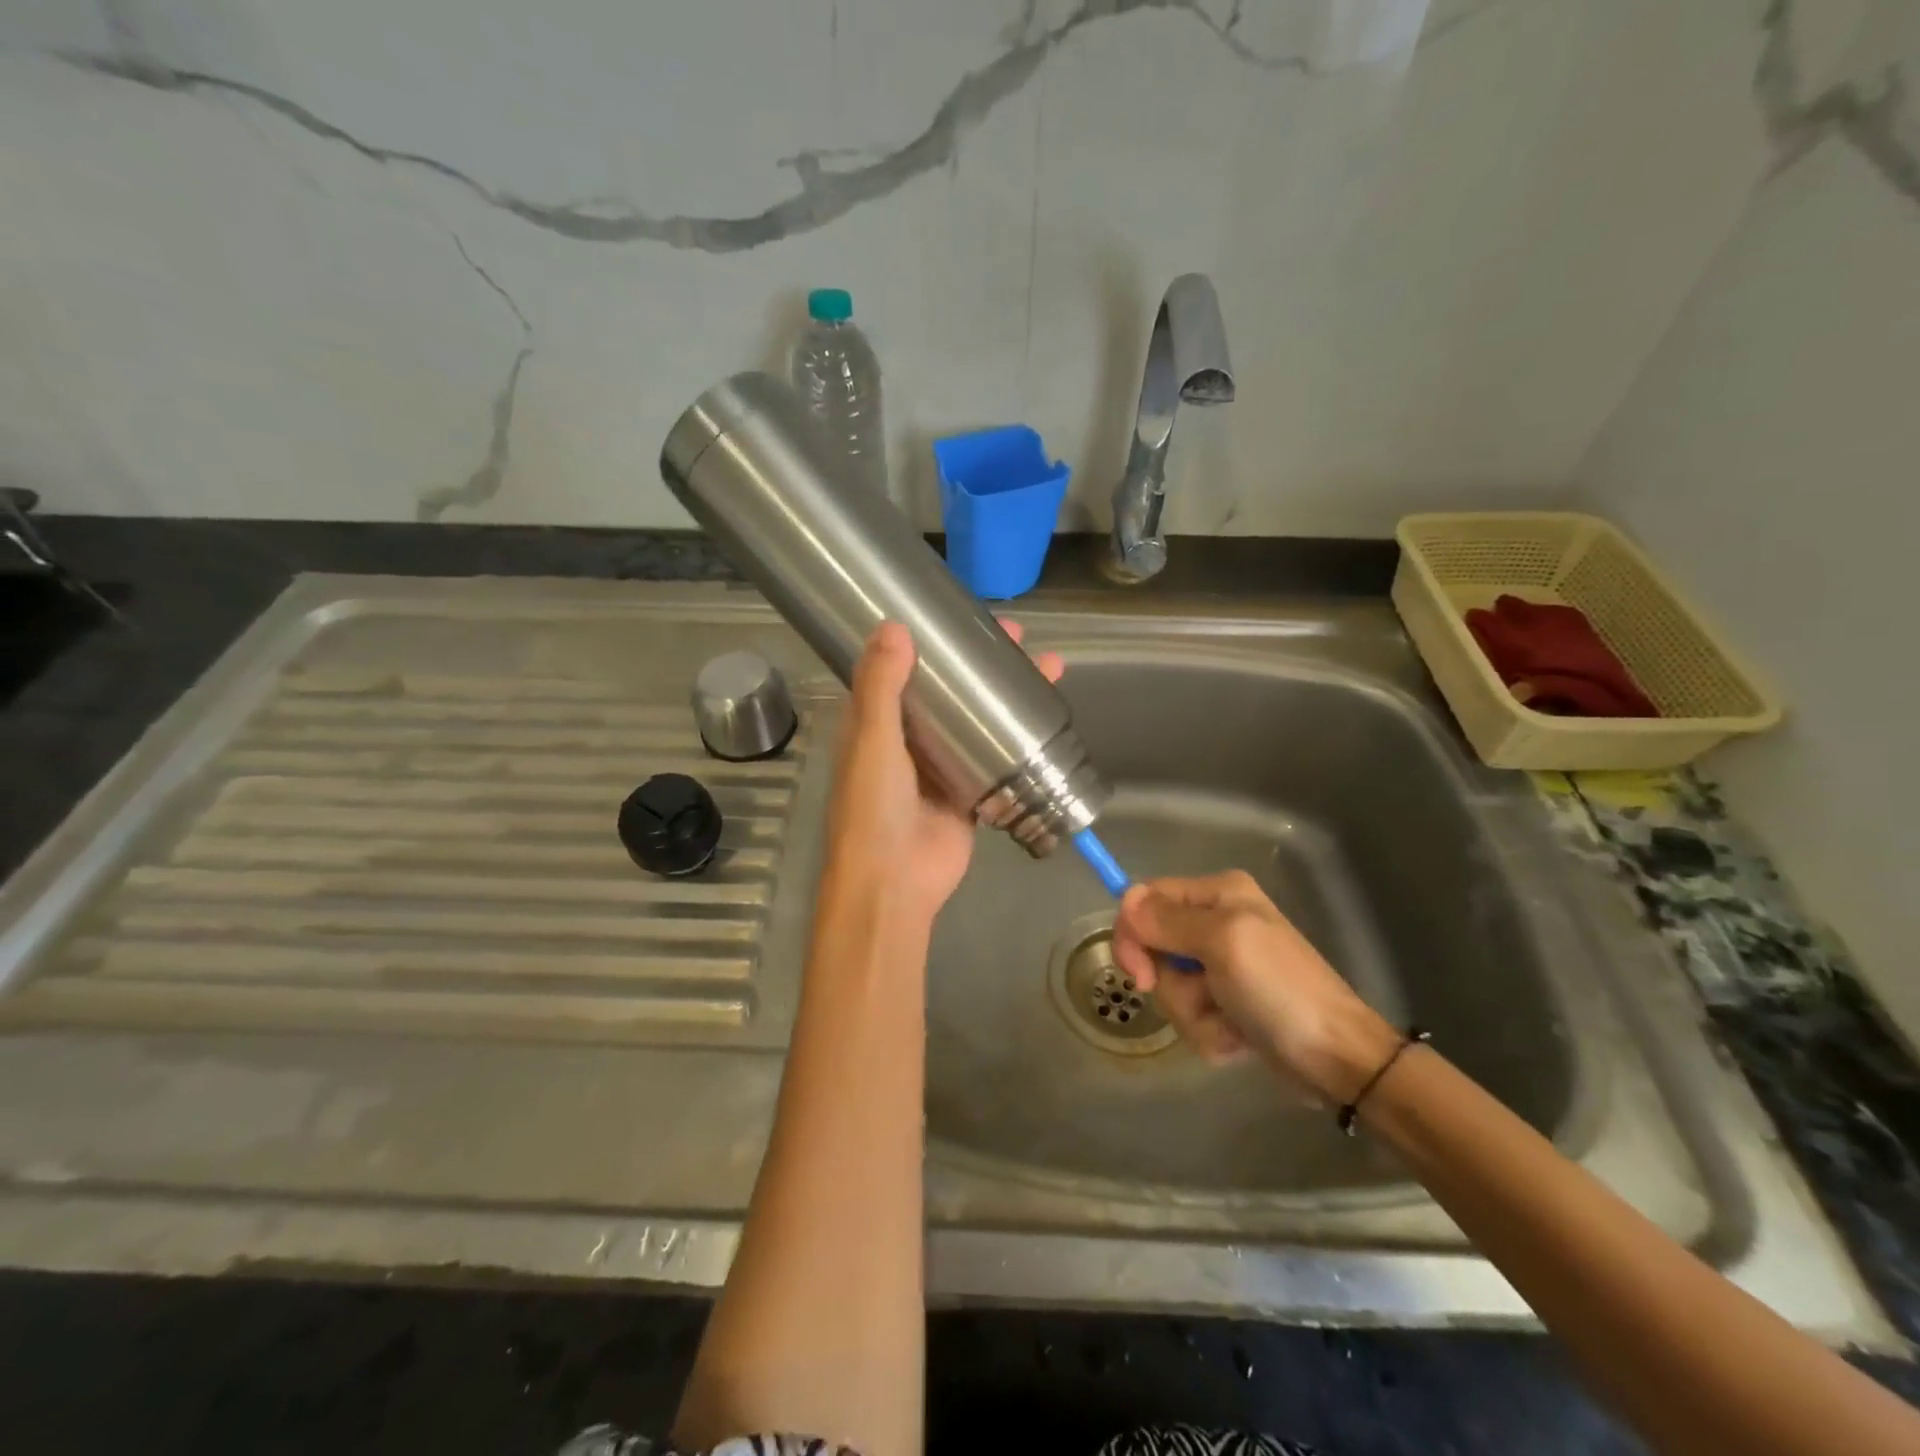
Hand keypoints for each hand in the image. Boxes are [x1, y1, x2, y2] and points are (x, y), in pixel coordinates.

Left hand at [821, 620, 1062, 930]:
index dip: (930, 642)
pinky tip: (1046, 719)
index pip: (903, 669)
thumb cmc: (873, 806)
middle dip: (981, 665)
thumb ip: (880, 686)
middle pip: (949, 692)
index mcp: (876, 723)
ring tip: (1046, 667)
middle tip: (1018, 636)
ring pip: (976, 722)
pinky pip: (995, 759)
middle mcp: (907, 740)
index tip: (963, 619)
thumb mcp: (872, 739)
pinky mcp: (969, 793)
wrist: (895, 881)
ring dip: (1006, 696)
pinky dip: (1016, 739)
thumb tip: (894, 626)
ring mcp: (940, 767)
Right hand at [1111, 870, 1398, 1103]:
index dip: (1133, 932)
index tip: (1138, 971)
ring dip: (1193, 1013)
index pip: (1146, 899)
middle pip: (1153, 946)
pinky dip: (1209, 1032)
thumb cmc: (1281, 990)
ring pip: (1169, 986)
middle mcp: (1216, 921)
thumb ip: (1168, 921)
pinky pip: (1190, 1013)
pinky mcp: (1226, 1002)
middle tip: (1198, 998)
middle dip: (1170, 982)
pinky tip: (1238, 1038)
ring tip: (1230, 1023)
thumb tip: (1125, 902)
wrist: (1337, 1058)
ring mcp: (1221, 964)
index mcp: (1217, 893)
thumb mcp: (1223, 943)